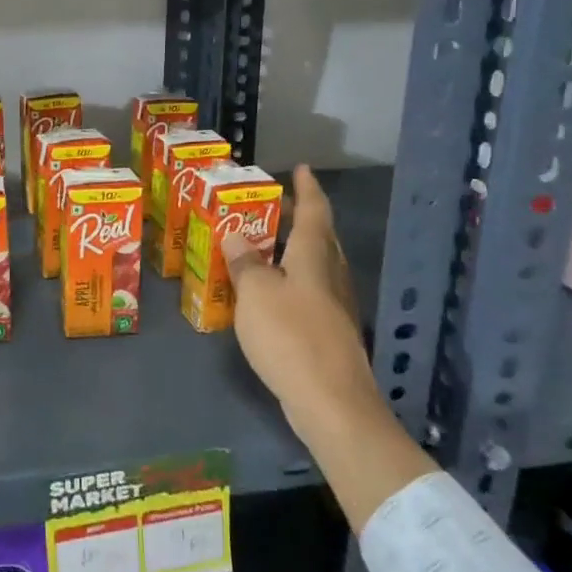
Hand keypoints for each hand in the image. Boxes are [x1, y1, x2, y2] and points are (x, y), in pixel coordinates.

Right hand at [224, 167, 378, 434]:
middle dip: (297, 217)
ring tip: (262, 245)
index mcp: (315, 257)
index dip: (307, 187)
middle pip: (319, 236)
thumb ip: (245, 263)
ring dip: (292, 249)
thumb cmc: (291, 337)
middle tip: (270, 206)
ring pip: (316, 265)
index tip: (301, 168)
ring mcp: (335, 306)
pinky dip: (291, 280)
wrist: (332, 403)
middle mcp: (331, 275)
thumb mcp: (255, 294)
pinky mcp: (331, 332)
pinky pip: (310, 291)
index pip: (315, 211)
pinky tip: (270, 293)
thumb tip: (235, 236)